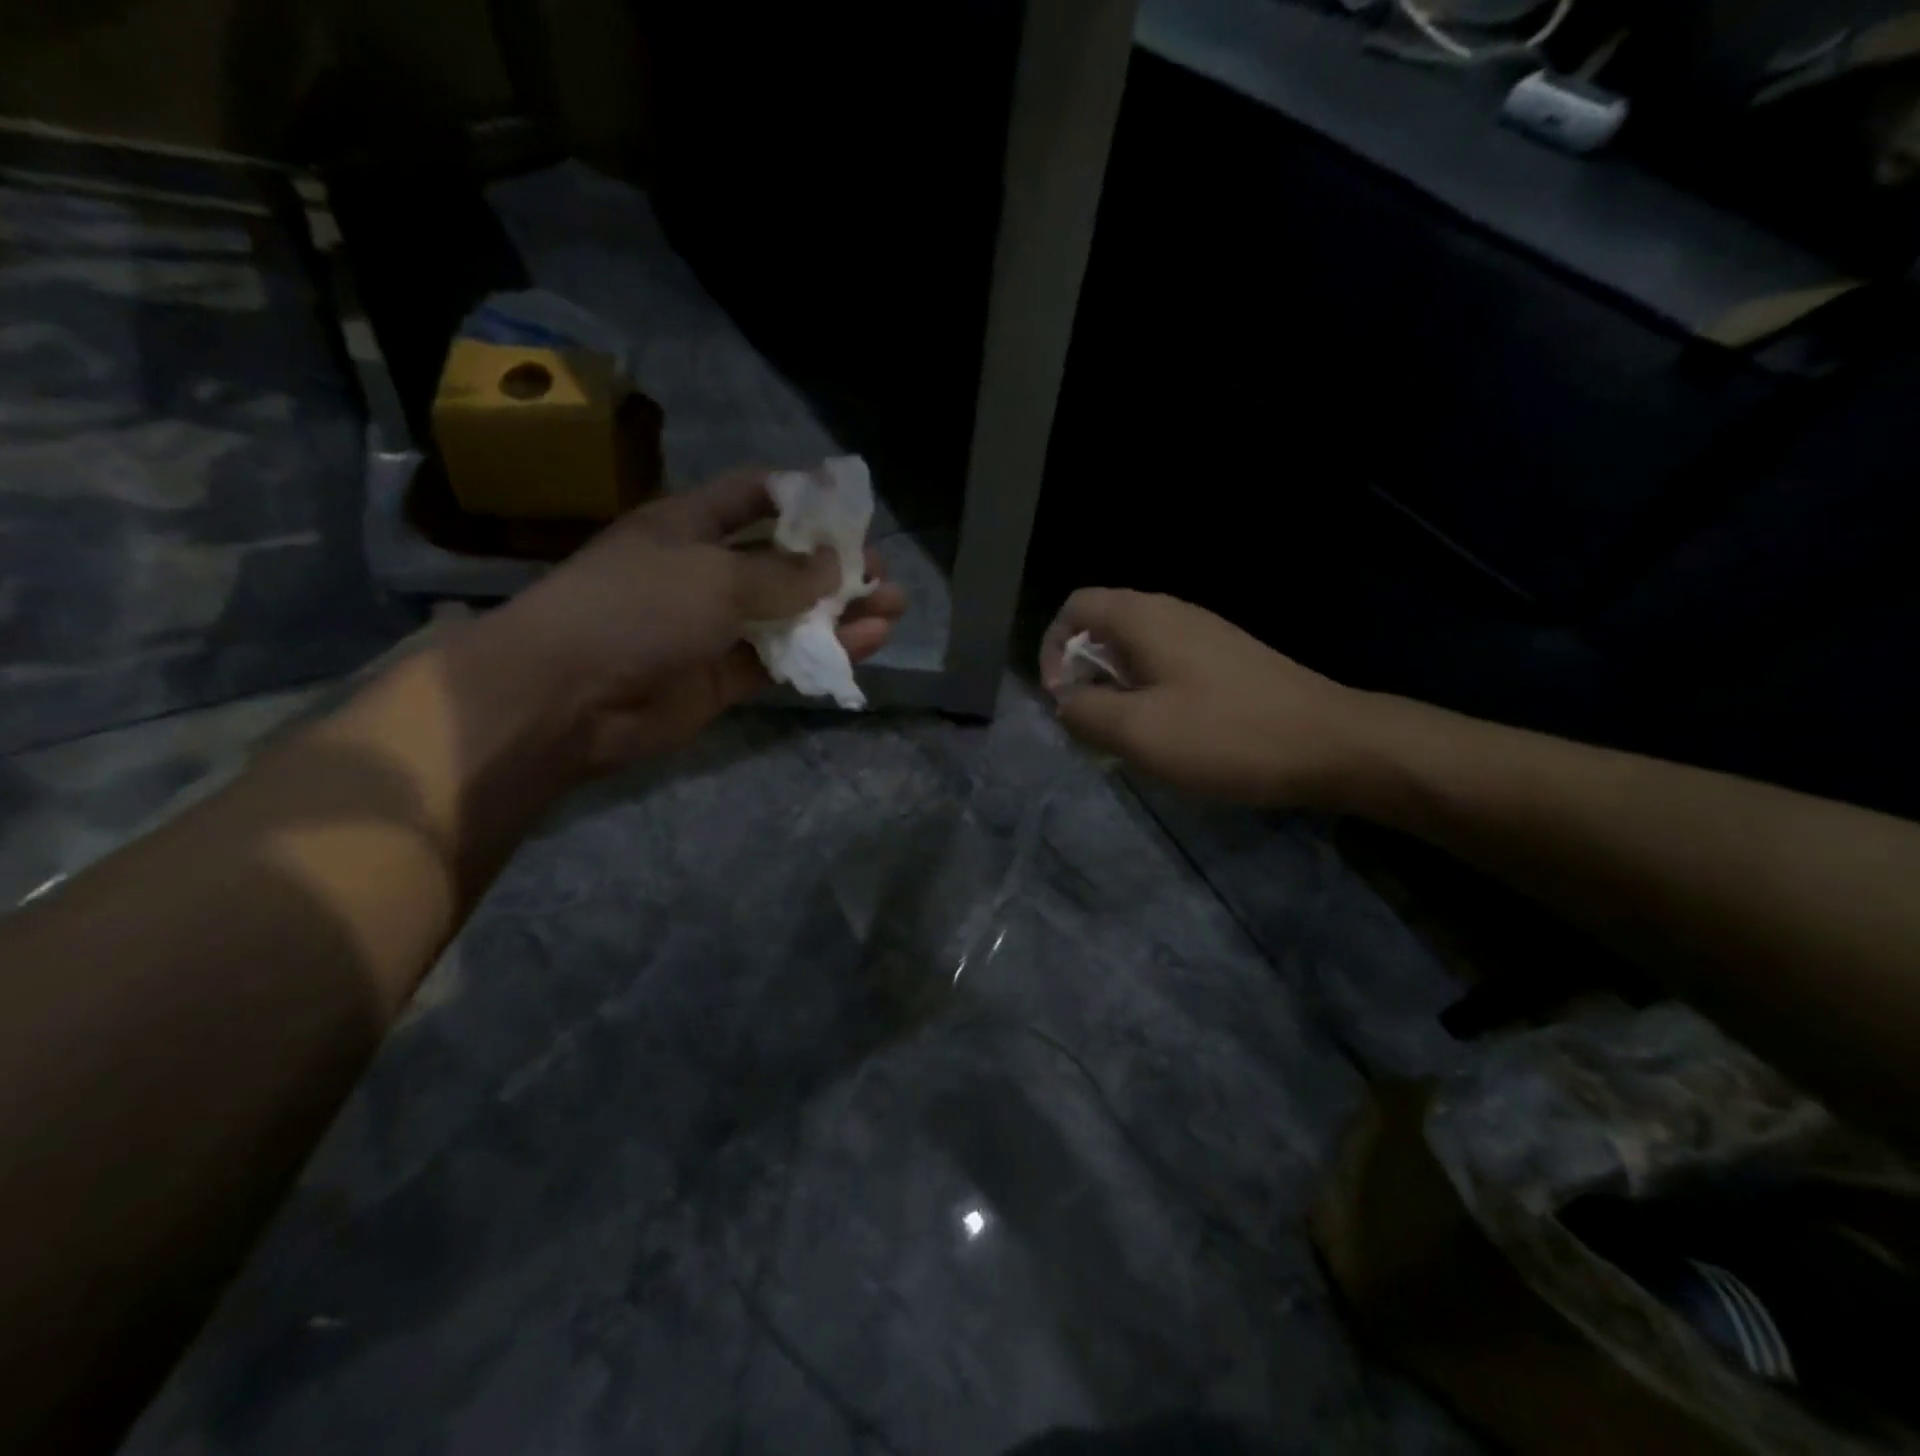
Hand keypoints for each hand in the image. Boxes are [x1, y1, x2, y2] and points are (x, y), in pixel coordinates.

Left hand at [468, 470, 906, 774]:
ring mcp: (717, 627)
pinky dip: (824, 652)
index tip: (853, 509)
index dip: (803, 497)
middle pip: (783, 560)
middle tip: (883, 573)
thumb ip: (781, 572)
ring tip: (894, 609)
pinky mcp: (726, 677)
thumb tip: (834, 565)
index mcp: (690, 525)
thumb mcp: (714, 574)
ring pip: (791, 614)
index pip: (754, 496)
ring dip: (841, 612)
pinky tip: (869, 644)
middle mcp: (706, 571)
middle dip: (835, 564)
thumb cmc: (637, 607)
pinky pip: (784, 659)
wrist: (570, 697)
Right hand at [1039, 589, 1369, 808]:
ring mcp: (1204, 635)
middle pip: (1102, 629)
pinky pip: (1168, 668)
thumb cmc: (1225, 735)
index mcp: (1144, 618)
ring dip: (1117, 691)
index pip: (1074, 607)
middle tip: (1094, 727)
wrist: (1331, 744)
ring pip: (1135, 652)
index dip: (1053, 650)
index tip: (1064, 700)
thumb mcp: (1138, 732)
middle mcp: (1172, 613)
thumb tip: (1067, 702)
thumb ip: (1084, 713)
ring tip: (1128, 738)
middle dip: (1084, 676)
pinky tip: (1170, 736)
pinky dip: (1150, 696)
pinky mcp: (1227, 661)